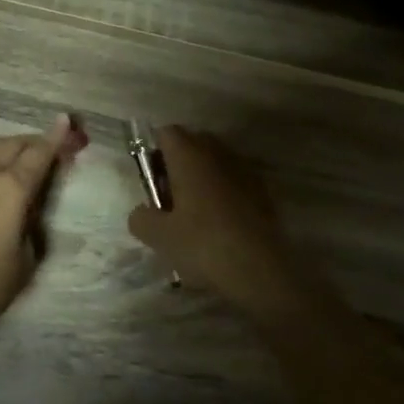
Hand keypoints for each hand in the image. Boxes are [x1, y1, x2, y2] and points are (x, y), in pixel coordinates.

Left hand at [0, 114, 85, 342]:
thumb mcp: (26, 259)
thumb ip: (32, 224)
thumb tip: (28, 208)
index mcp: (11, 189)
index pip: (38, 154)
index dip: (55, 137)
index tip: (65, 121)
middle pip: (12, 144)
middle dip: (33, 141)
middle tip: (48, 146)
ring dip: (5, 146)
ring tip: (17, 156)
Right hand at [127, 126, 299, 314]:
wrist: (258, 271)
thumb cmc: (202, 244)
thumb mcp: (157, 236)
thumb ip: (140, 217)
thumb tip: (142, 212)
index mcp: (189, 156)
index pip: (167, 132)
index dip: (155, 151)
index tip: (152, 179)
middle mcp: (218, 154)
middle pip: (192, 143)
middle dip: (178, 162)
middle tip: (170, 196)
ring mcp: (244, 171)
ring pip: (215, 162)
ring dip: (202, 177)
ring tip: (195, 212)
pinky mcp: (263, 192)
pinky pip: (234, 181)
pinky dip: (223, 192)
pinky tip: (220, 223)